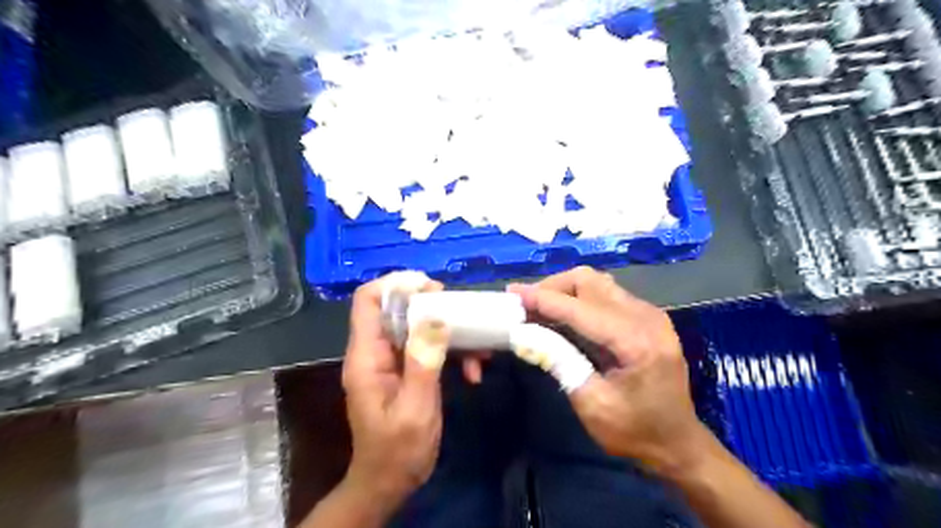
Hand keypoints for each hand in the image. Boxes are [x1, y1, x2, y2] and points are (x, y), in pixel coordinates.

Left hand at [343, 276, 452, 511]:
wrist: (390, 482)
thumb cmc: (396, 451)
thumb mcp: (414, 409)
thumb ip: (423, 363)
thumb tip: (436, 318)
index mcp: (367, 356)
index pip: (368, 301)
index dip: (396, 284)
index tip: (431, 287)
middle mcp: (377, 351)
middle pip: (398, 308)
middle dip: (431, 305)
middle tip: (462, 313)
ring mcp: (394, 360)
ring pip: (419, 326)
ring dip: (450, 332)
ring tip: (478, 349)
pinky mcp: (409, 369)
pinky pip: (430, 347)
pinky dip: (453, 353)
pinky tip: (474, 372)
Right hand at [512, 267, 708, 476]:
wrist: (678, 443)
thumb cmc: (635, 431)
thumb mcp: (591, 404)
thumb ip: (559, 361)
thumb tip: (524, 333)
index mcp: (636, 342)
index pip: (580, 308)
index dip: (543, 298)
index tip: (512, 293)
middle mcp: (646, 317)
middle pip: (589, 281)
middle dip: (552, 287)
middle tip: (524, 304)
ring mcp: (649, 314)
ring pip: (596, 282)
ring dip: (564, 290)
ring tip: (538, 307)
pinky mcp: (646, 317)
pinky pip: (605, 294)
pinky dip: (578, 298)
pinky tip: (563, 315)